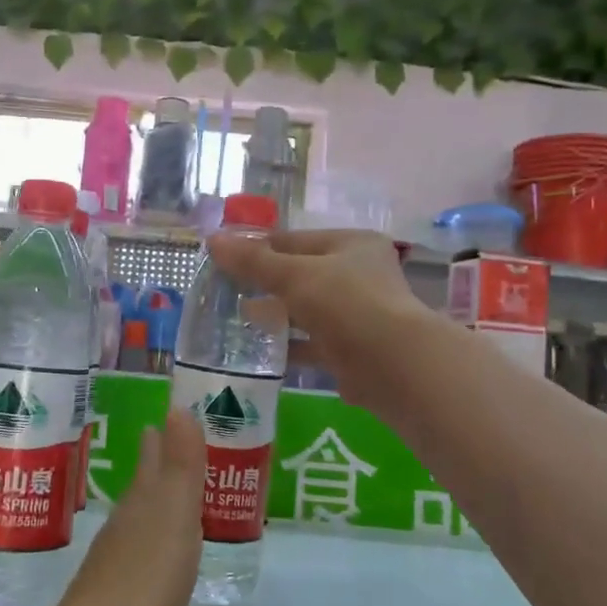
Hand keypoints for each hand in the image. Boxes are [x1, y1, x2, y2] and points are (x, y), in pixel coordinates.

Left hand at [41, 410, 205, 605]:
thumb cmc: (144, 580)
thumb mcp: (173, 516)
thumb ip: (180, 465)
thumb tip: (177, 405)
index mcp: (140, 503)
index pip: (150, 460)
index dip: (159, 439)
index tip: (162, 419)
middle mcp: (123, 527)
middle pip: (140, 488)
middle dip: (154, 467)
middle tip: (167, 446)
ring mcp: (114, 565)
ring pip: (137, 523)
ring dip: (153, 506)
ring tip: (168, 499)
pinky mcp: (115, 603)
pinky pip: (138, 559)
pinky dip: (151, 547)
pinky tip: (156, 561)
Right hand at [208, 228, 437, 415]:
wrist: (393, 365)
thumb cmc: (346, 304)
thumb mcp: (294, 275)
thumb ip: (253, 261)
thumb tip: (213, 240)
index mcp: (352, 245)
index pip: (295, 239)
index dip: (259, 247)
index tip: (224, 259)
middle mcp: (358, 275)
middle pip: (301, 274)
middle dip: (265, 283)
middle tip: (226, 291)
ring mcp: (358, 314)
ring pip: (307, 310)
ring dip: (276, 315)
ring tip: (238, 319)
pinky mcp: (352, 350)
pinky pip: (313, 343)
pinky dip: (290, 345)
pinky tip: (261, 350)